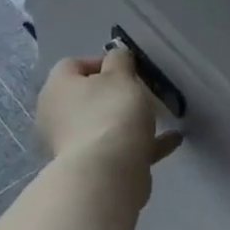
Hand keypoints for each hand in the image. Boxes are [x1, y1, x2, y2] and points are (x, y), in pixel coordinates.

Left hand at [35, 43, 181, 204]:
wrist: (107, 174)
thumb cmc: (111, 114)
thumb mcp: (121, 76)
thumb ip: (120, 60)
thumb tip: (117, 55)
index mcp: (57, 88)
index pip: (73, 65)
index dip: (102, 62)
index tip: (129, 68)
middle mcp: (58, 115)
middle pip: (88, 97)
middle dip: (116, 94)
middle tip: (142, 91)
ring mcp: (73, 145)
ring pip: (103, 124)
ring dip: (128, 120)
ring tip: (160, 116)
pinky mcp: (92, 168)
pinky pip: (119, 148)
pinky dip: (142, 143)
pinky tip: (171, 140)